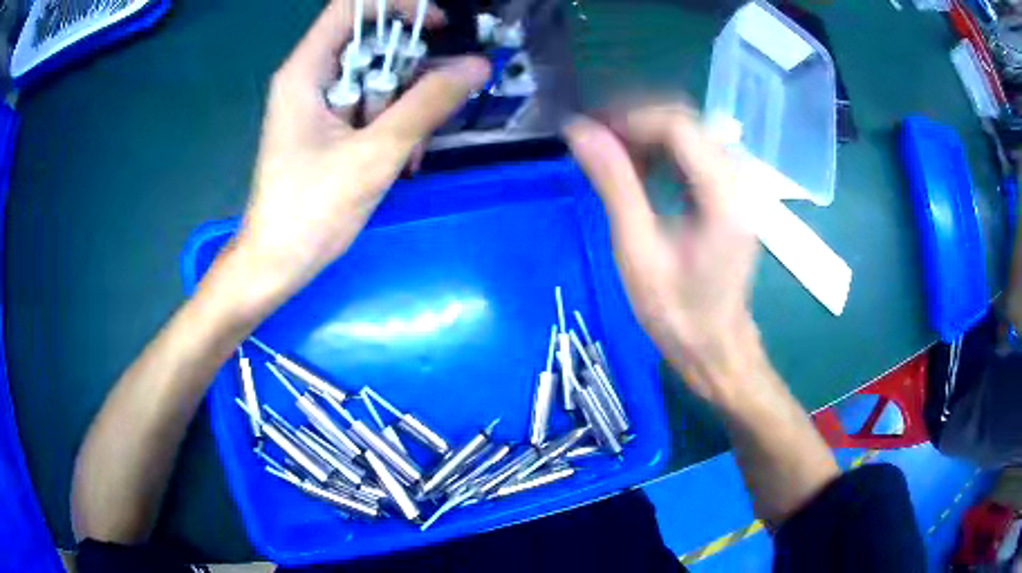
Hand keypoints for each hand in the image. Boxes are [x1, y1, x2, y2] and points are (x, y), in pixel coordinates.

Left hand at [222, 0, 489, 315]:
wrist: (278, 263)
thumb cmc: (311, 210)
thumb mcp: (375, 154)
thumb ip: (427, 105)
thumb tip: (478, 65)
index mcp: (307, 70)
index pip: (354, 7)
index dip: (399, 6)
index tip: (438, 29)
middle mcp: (311, 77)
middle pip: (372, 42)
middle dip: (411, 68)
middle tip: (434, 104)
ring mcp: (319, 103)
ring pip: (378, 77)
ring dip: (407, 105)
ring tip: (413, 150)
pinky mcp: (328, 127)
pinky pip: (372, 106)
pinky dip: (394, 125)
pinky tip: (402, 160)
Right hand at [565, 104, 760, 405]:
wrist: (717, 347)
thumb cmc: (677, 313)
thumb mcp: (637, 252)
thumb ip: (614, 184)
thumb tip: (580, 132)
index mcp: (723, 196)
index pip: (678, 126)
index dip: (630, 119)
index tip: (590, 133)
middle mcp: (739, 181)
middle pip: (688, 122)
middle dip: (637, 122)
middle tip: (595, 141)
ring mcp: (738, 187)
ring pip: (691, 135)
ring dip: (648, 137)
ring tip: (610, 157)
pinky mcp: (731, 196)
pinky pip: (695, 155)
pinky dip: (663, 155)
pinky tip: (639, 173)